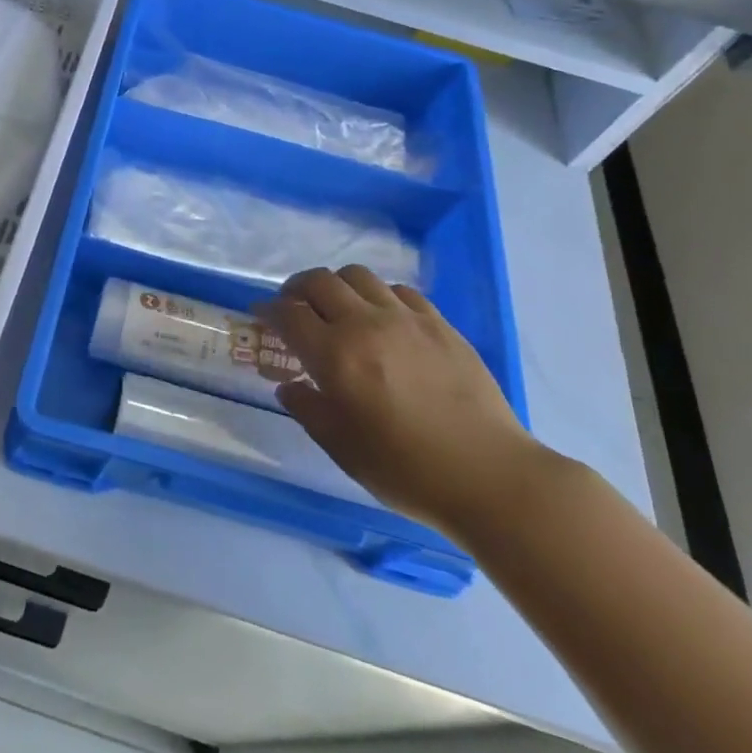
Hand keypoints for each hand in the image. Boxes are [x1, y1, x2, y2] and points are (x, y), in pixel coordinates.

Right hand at [260, 266, 551, 538]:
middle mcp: (366, 324)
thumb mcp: (342, 448)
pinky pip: (398, 290)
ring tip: (337, 309)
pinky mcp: (439, 323)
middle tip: (294, 308)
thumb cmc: (406, 470)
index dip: (268, 310)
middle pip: (320, 281)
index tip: (261, 316)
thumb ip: (308, 409)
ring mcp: (406, 319)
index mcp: (336, 356)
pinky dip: (378, 295)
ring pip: (358, 276)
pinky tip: (382, 319)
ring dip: (337, 286)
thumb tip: (288, 385)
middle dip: (297, 289)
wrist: (490, 476)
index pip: (289, 314)